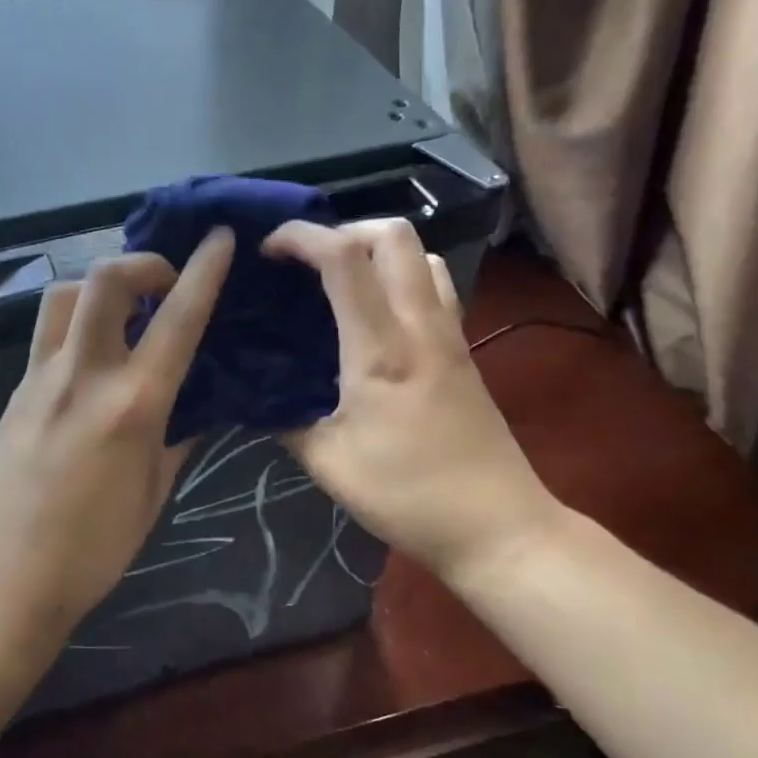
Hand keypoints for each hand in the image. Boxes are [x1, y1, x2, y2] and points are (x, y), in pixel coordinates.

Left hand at [0, 229, 235, 653]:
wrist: (3, 580)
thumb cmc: (93, 550)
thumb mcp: (153, 495)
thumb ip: (176, 440)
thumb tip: (193, 409)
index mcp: (132, 405)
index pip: (177, 320)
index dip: (204, 271)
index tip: (218, 238)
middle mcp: (83, 376)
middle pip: (105, 281)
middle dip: (141, 263)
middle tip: (164, 285)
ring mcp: (40, 379)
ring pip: (65, 296)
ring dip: (100, 288)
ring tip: (124, 313)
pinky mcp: (14, 391)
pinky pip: (47, 335)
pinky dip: (77, 324)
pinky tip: (92, 358)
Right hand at [261, 219, 562, 586]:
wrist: (499, 528)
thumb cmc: (408, 496)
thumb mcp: (328, 463)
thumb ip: (286, 419)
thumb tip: (257, 395)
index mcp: (380, 349)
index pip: (343, 257)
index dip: (300, 237)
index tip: (266, 250)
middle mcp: (420, 326)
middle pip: (394, 235)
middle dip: (342, 229)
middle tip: (306, 262)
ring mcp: (449, 335)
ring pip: (421, 255)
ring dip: (377, 250)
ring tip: (339, 281)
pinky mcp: (463, 351)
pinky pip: (434, 287)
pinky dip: (399, 277)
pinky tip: (375, 316)